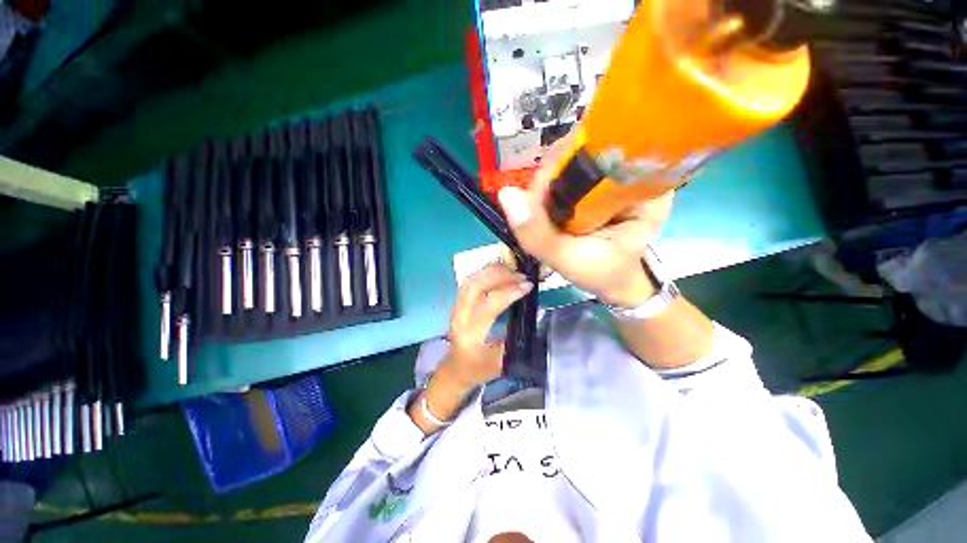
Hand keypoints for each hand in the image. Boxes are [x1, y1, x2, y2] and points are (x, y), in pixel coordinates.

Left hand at [439, 262, 533, 389]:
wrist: (456, 369)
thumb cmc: (479, 369)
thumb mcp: (501, 362)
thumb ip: (515, 339)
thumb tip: (534, 314)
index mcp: (470, 334)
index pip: (489, 305)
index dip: (509, 292)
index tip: (527, 286)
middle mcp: (460, 317)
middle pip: (475, 286)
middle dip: (499, 275)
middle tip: (521, 275)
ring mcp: (456, 308)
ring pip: (471, 280)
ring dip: (491, 271)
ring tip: (512, 270)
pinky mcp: (458, 303)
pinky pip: (470, 282)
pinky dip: (485, 273)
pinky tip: (499, 272)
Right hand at [497, 135, 673, 307]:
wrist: (617, 283)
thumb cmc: (604, 274)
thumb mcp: (570, 260)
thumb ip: (539, 234)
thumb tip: (505, 194)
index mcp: (645, 186)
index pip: (601, 151)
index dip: (562, 166)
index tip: (539, 195)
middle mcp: (634, 170)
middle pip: (583, 151)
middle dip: (550, 179)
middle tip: (536, 209)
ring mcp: (616, 175)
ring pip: (572, 162)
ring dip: (547, 185)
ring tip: (540, 212)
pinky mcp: (601, 184)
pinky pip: (570, 175)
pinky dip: (551, 189)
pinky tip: (545, 207)